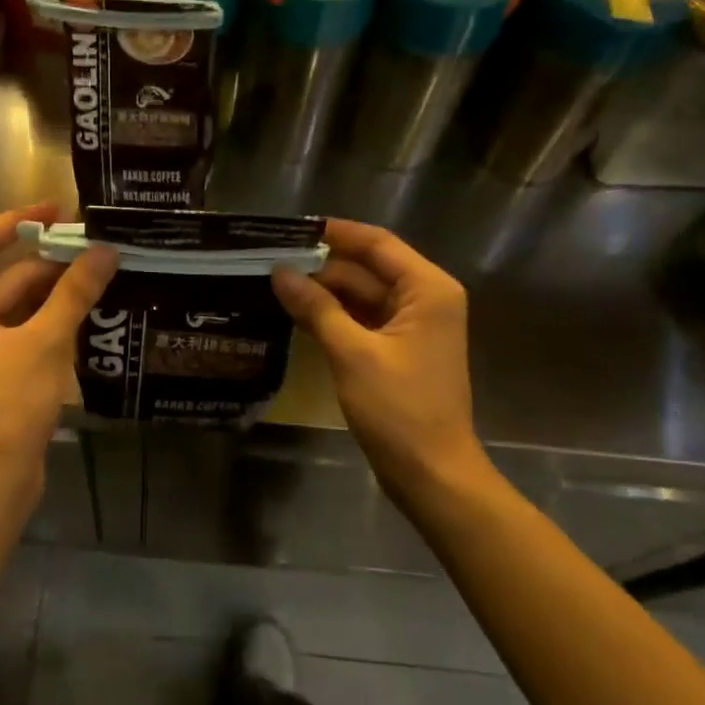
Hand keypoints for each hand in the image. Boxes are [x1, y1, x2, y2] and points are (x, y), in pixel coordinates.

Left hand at [0, 205, 116, 519]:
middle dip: (50, 262)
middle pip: (5, 276)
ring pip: (17, 307)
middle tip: (99, 248)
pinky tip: (90, 316)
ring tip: (103, 276)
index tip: (58, 209)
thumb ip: (75, 292)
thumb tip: (106, 249)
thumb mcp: (45, 341)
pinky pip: (22, 334)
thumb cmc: (6, 404)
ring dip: (55, 294)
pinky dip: (50, 323)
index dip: (18, 220)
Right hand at [272, 219, 481, 498]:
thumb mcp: (353, 353)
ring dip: (324, 292)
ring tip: (275, 283)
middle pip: (368, 268)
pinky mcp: (399, 351)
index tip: (291, 229)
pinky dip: (334, 316)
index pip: (377, 244)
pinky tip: (296, 314)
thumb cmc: (400, 409)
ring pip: (362, 295)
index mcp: (427, 289)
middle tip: (272, 260)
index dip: (335, 233)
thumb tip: (280, 272)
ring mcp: (413, 326)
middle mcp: (425, 299)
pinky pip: (363, 320)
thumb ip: (316, 308)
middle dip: (322, 266)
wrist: (433, 475)